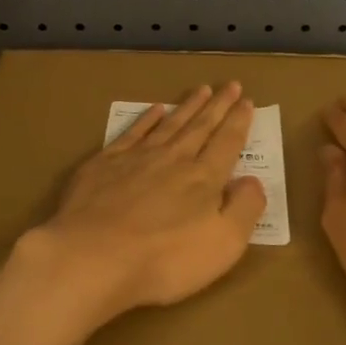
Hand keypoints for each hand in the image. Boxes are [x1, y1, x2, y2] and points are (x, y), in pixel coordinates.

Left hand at [18, 83, 264, 326]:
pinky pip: (133, 132)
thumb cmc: (164, 259)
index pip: (228, 142)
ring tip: (202, 89)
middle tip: (232, 84)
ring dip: (188, 106)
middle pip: (201, 126)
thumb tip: (253, 180)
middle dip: (219, 105)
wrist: (93, 256)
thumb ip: (244, 209)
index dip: (239, 121)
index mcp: (204, 179)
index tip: (248, 101)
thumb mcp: (223, 244)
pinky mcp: (105, 163)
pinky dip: (146, 119)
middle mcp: (174, 159)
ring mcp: (137, 158)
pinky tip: (155, 109)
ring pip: (170, 124)